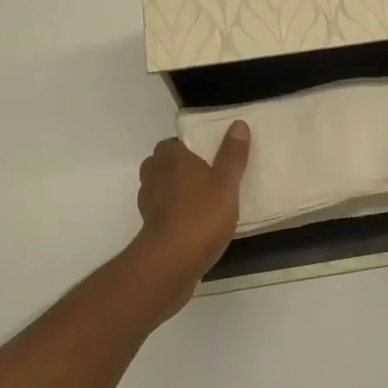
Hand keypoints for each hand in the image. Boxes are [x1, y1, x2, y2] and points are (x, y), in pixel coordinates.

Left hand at [130, 123, 248, 307]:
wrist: (171, 264)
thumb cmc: (201, 215)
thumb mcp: (226, 183)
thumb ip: (232, 154)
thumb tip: (238, 124)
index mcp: (172, 158)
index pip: (172, 143)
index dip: (187, 146)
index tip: (207, 154)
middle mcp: (155, 176)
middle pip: (162, 164)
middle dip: (179, 168)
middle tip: (207, 175)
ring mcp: (148, 204)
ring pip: (160, 188)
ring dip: (175, 191)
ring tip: (202, 199)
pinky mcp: (149, 229)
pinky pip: (162, 212)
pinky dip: (173, 213)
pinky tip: (194, 223)